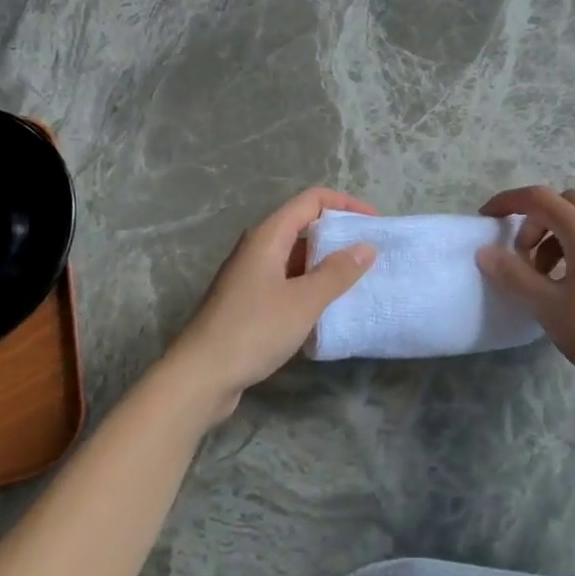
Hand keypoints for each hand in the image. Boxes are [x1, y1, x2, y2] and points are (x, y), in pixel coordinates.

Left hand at [164, 187, 377, 421]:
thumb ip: (337, 272)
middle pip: (303, 224)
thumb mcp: (304, 301)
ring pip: (296, 255)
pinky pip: (287, 280)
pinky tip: (328, 306)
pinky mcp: (249, 301)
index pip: (311, 200)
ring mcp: (251, 275)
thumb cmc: (254, 330)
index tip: (374, 223)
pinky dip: (310, 285)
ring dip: (326, 262)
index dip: (345, 204)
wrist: (201, 375)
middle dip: (338, 234)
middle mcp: (257, 247)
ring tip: (358, 279)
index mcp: (268, 236)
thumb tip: (366, 247)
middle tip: (371, 253)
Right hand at [475, 186, 574, 391]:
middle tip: (520, 254)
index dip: (508, 201)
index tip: (485, 219)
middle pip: (562, 203)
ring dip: (549, 237)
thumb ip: (513, 274)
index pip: (539, 198)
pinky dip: (567, 250)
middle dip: (534, 219)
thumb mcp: (545, 304)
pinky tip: (561, 287)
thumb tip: (485, 252)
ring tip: (538, 277)